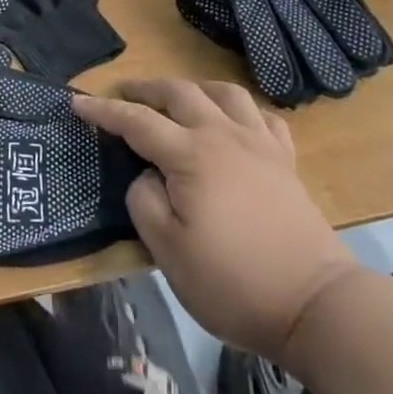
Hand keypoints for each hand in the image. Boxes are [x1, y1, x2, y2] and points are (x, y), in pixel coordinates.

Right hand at [74, 79, 358, 363]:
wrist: (316, 305)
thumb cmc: (233, 282)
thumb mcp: (168, 251)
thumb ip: (144, 202)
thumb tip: (145, 176)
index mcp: (189, 155)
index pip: (136, 121)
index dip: (103, 110)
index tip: (77, 103)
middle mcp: (223, 136)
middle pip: (179, 93)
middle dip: (145, 88)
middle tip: (124, 94)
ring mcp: (259, 145)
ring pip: (224, 92)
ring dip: (193, 88)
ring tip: (178, 100)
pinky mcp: (286, 162)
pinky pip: (262, 117)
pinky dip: (240, 110)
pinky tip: (233, 122)